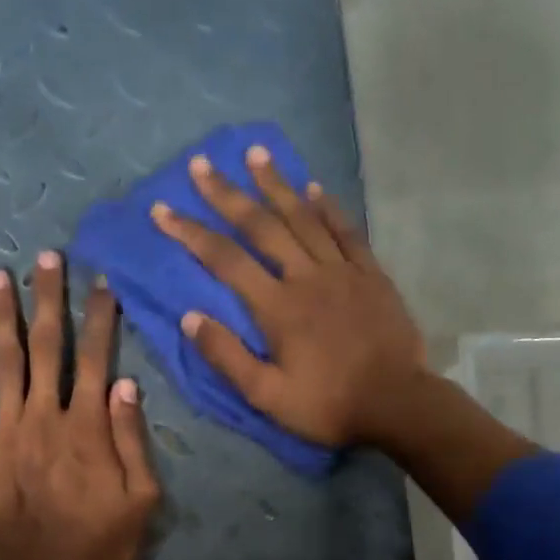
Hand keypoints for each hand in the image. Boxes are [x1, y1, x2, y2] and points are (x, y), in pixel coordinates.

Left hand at [0, 251, 159, 559]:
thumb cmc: (97, 545)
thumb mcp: (141, 500)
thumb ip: (133, 440)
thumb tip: (125, 383)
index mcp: (88, 426)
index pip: (96, 359)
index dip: (100, 319)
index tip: (101, 283)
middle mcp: (45, 415)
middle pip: (48, 347)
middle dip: (49, 300)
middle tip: (46, 258)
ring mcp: (5, 431)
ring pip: (3, 362)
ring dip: (2, 317)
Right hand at [149, 146, 427, 447]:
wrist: (396, 403)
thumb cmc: (327, 405)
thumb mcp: (267, 395)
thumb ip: (227, 356)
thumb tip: (190, 317)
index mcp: (277, 308)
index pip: (225, 260)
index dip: (191, 233)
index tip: (162, 211)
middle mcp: (306, 277)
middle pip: (261, 226)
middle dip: (227, 194)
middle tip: (202, 163)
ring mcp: (342, 271)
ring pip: (304, 217)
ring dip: (276, 184)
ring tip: (255, 153)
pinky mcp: (371, 274)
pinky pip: (346, 231)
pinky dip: (328, 207)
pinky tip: (314, 187)